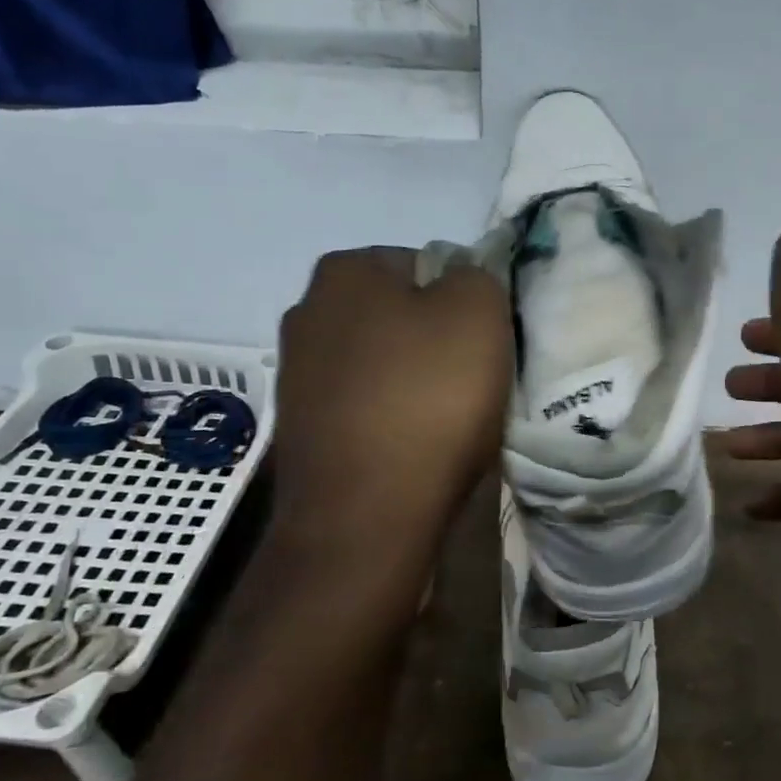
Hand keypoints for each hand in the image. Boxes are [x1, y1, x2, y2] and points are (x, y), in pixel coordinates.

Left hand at [272, 248, 511, 560]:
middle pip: (401, 316)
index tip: (484, 344)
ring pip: (383, 364)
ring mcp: (297, 376)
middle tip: (472, 381)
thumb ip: (477, 276)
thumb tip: (460, 286)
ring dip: (415, 384)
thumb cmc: (427, 400)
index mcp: (344, 272)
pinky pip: (366, 409)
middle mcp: (306, 313)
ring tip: (447, 423)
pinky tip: (415, 450)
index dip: (464, 302)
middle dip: (436, 341)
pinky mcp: (301, 430)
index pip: (426, 263)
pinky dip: (392, 421)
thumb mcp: (479, 313)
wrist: (366, 516)